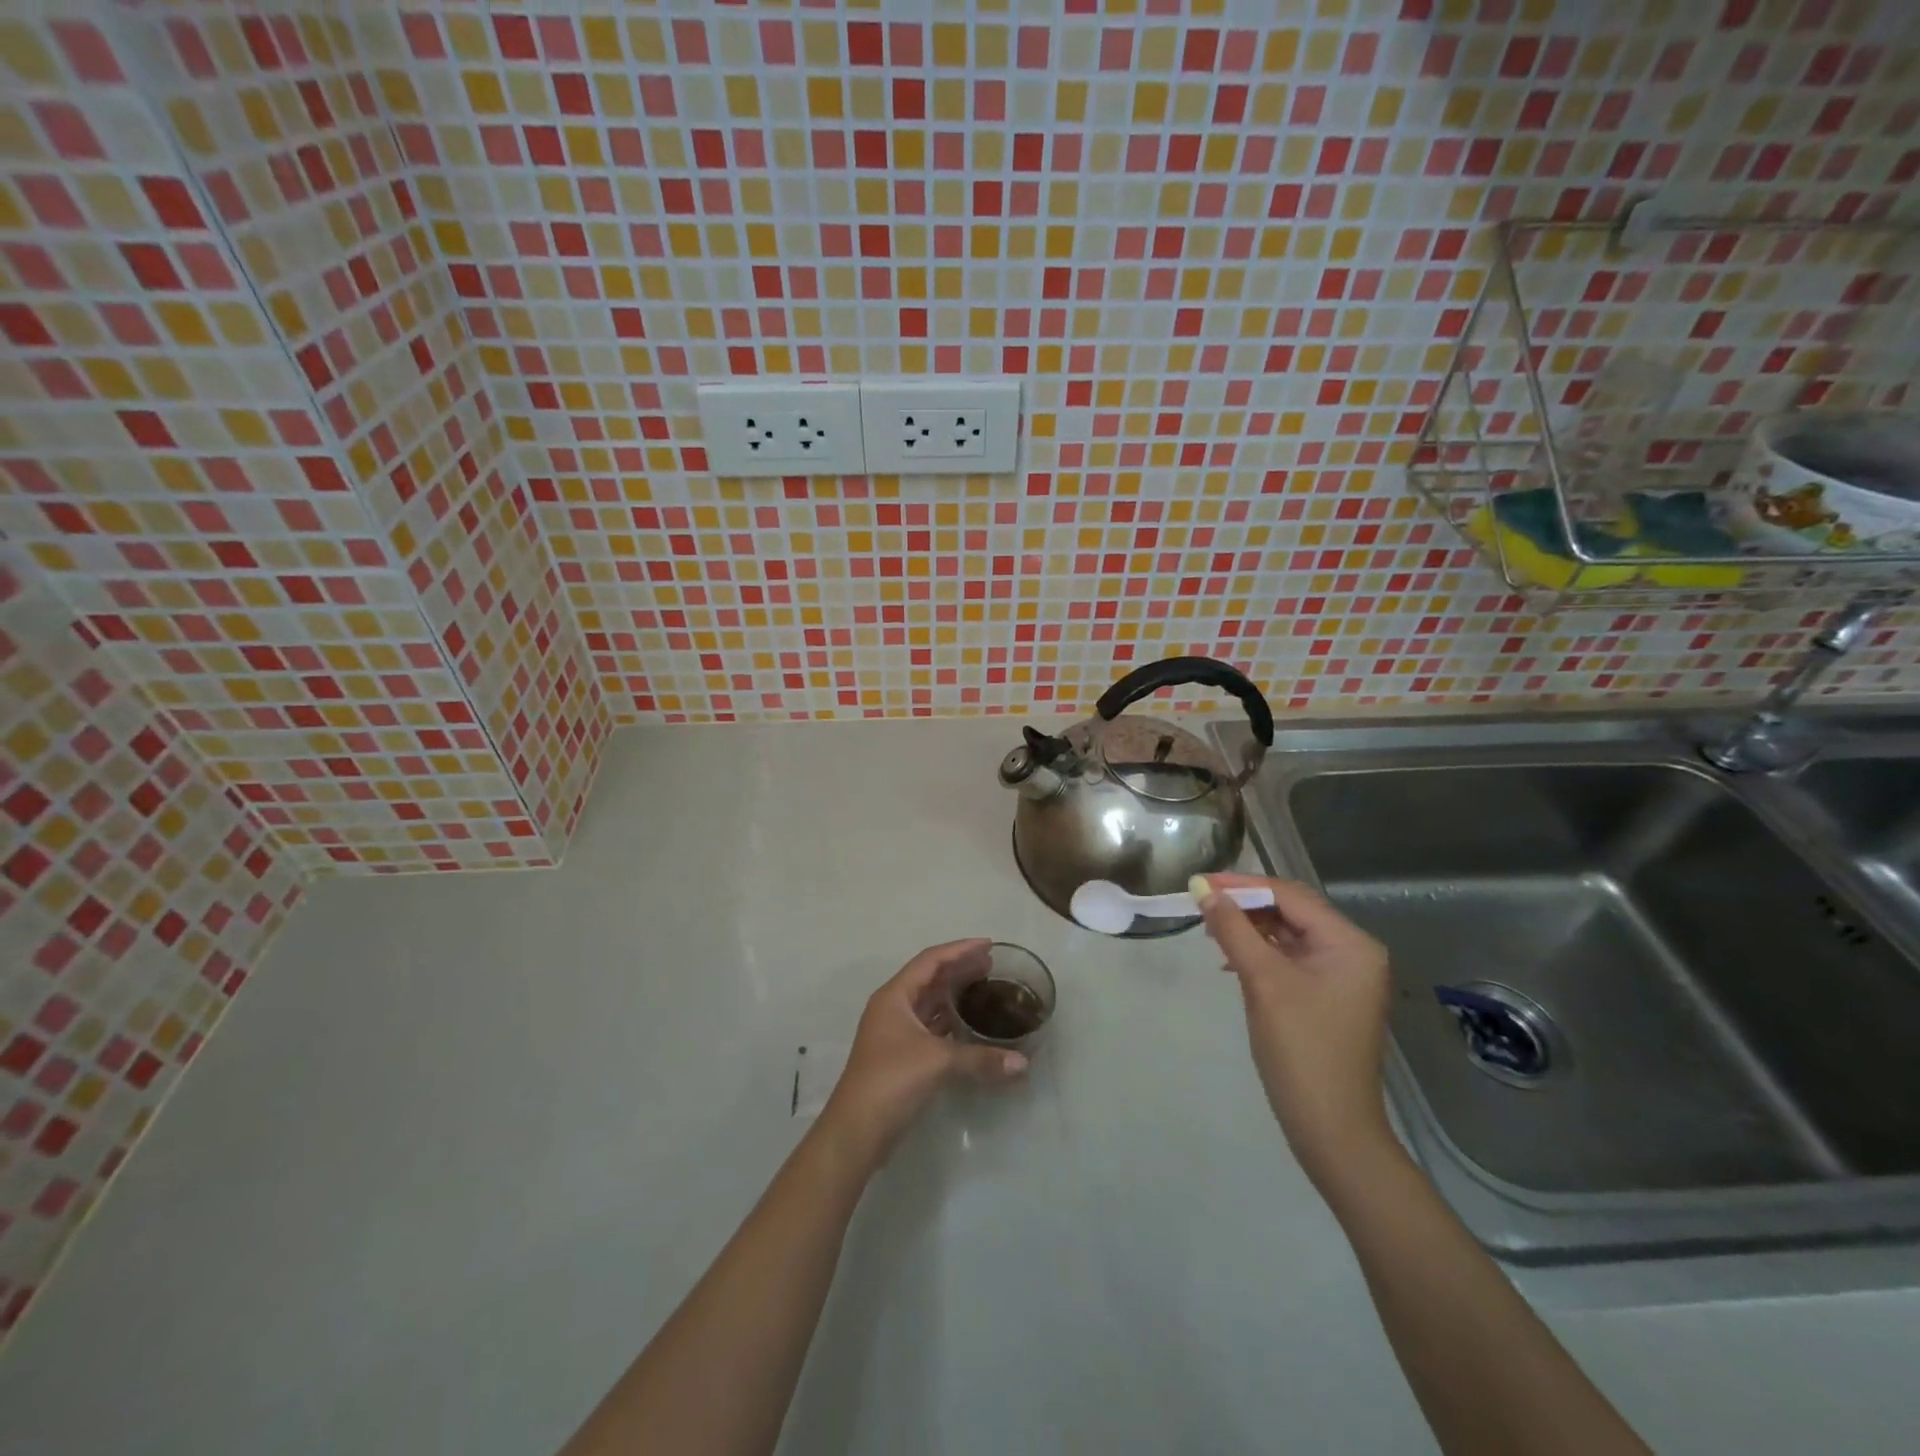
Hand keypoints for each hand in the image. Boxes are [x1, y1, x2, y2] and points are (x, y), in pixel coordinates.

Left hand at [821, 939, 1028, 1162]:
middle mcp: (893, 1007)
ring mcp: (895, 1032)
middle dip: (959, 969)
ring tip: (984, 987)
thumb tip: (1023, 1063)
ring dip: (954, 993)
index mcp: (895, 996)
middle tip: (991, 965)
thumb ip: (981, 1058)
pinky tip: (969, 1023)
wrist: (857, 1130)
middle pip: (929, 978)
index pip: (930, 960)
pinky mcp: (900, 1055)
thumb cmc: (892, 1080)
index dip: (960, 949)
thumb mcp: (938, 1062)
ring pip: (929, 1002)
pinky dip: (949, 1020)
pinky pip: (929, 1025)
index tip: (988, 945)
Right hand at [1193, 874, 1396, 1190]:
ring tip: (1210, 931)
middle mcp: (1353, 952)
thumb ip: (1233, 930)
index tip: (1199, 883)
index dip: (1242, 885)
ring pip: (1288, 934)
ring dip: (1249, 929)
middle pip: (1291, 911)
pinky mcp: (1327, 996)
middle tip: (1201, 905)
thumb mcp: (1263, 982)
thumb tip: (1203, 889)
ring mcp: (1342, 976)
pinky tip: (1231, 960)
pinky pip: (1290, 958)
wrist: (1331, 1129)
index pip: (1290, 895)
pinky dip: (1259, 953)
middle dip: (1245, 905)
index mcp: (1351, 943)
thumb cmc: (1301, 1050)